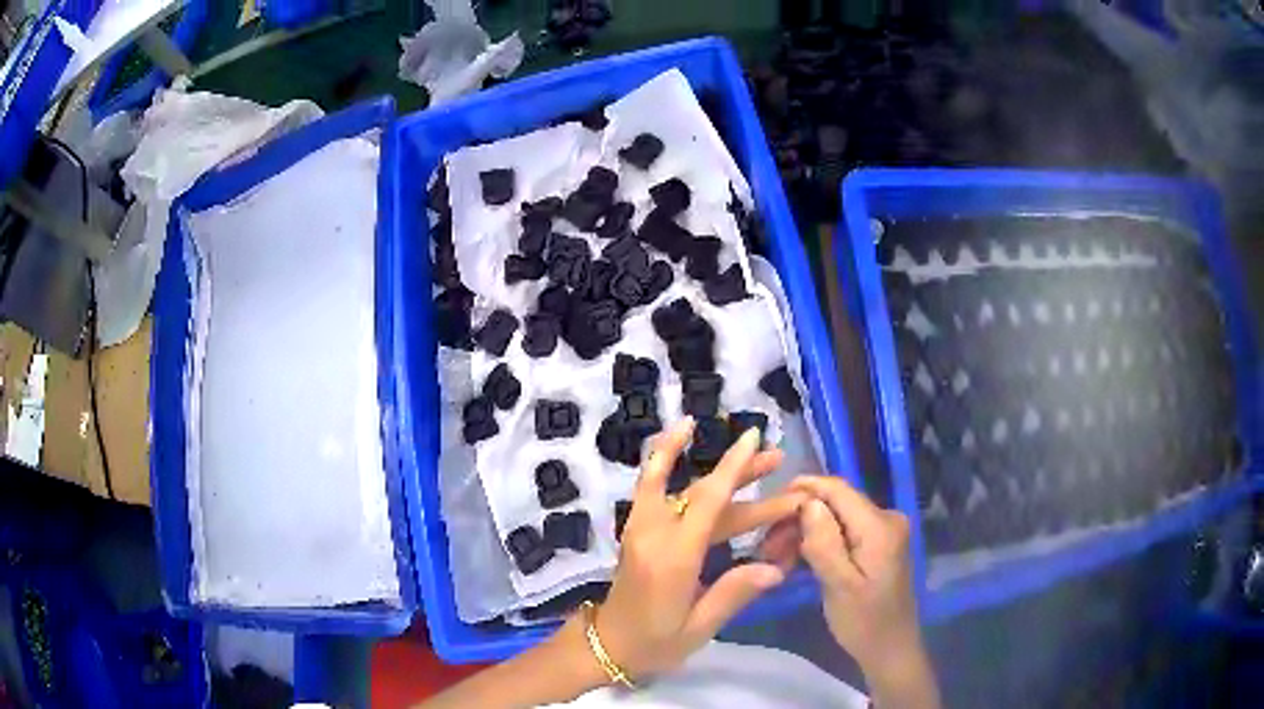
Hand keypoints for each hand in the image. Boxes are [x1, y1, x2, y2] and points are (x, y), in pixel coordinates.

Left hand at [593, 417, 805, 680]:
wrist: (607, 645)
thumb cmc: (654, 644)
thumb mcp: (698, 628)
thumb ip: (733, 594)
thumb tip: (776, 568)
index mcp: (673, 559)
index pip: (707, 503)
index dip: (732, 469)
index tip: (753, 439)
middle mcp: (654, 534)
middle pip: (700, 492)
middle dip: (740, 472)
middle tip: (776, 456)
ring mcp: (640, 529)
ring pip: (681, 487)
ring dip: (717, 471)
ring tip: (754, 454)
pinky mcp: (636, 529)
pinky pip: (652, 488)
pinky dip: (663, 461)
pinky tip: (678, 441)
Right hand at [785, 476, 920, 674]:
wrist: (890, 648)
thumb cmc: (864, 622)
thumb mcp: (840, 586)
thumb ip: (825, 543)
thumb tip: (808, 502)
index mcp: (879, 525)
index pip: (837, 489)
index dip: (802, 490)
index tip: (766, 507)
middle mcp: (885, 518)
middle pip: (834, 503)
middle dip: (798, 519)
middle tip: (766, 547)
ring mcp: (882, 531)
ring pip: (834, 518)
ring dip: (804, 533)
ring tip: (775, 558)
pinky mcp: (876, 545)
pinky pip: (841, 533)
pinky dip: (818, 544)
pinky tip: (795, 561)